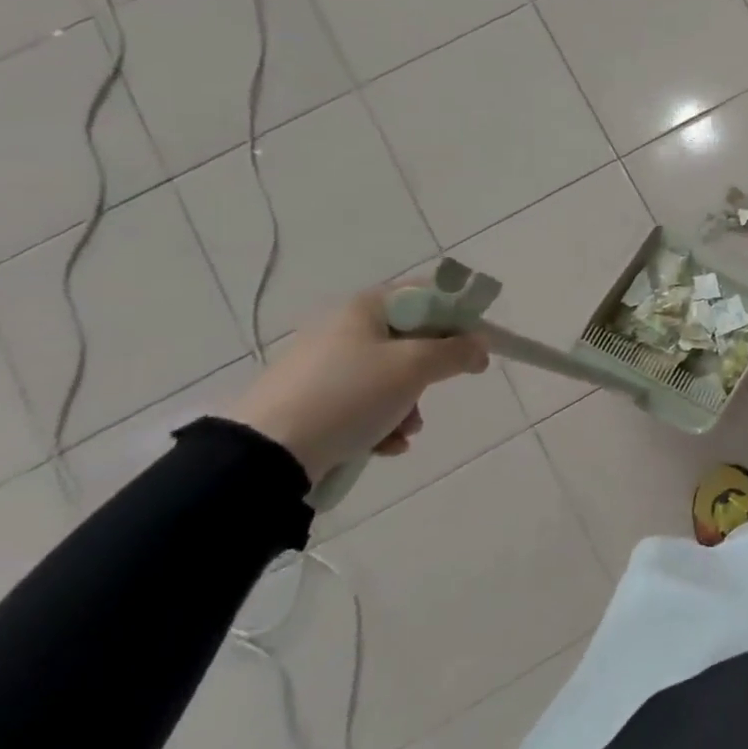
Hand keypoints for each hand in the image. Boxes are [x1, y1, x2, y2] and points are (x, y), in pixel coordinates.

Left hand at [223, 285, 489, 483]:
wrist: (267, 454)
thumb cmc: (350, 395)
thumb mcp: (415, 367)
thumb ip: (457, 351)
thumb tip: (480, 345)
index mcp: (365, 307)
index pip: (427, 295)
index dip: (459, 315)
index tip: (478, 344)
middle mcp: (344, 329)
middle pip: (412, 339)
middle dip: (433, 370)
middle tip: (443, 386)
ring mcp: (326, 366)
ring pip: (392, 376)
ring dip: (410, 403)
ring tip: (408, 429)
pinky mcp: (314, 401)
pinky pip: (366, 403)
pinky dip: (383, 422)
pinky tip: (387, 445)